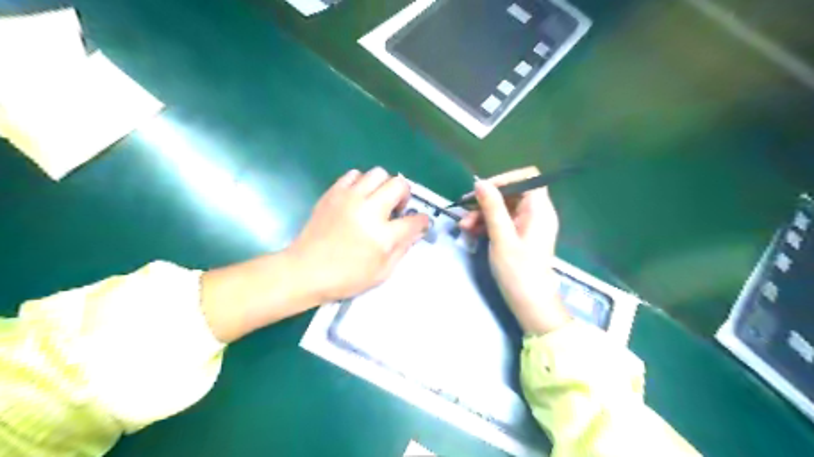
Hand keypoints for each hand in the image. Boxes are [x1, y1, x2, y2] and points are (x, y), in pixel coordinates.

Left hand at [285, 168, 428, 303]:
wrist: (305, 270)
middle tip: (396, 209)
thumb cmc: (345, 277)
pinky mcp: (333, 193)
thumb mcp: (381, 273)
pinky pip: (354, 174)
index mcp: (382, 235)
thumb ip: (402, 249)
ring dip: (383, 186)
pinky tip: (358, 198)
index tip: (420, 223)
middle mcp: (368, 210)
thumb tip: (415, 231)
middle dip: (405, 195)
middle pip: (399, 185)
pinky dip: (361, 182)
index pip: (415, 220)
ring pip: (378, 173)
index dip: (422, 221)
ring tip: (376, 201)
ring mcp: (349, 198)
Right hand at [456, 166, 570, 333]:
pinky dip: (488, 224)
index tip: (483, 190)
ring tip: (464, 226)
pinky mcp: (520, 236)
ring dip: (483, 213)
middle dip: (487, 200)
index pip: (528, 177)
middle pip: (512, 193)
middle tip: (465, 209)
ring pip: (504, 208)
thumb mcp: (502, 238)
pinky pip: (503, 222)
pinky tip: (471, 232)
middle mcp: (536, 213)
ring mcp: (528, 225)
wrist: (530, 304)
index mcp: (539, 210)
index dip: (505, 179)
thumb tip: (480, 182)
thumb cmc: (518, 271)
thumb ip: (492, 208)